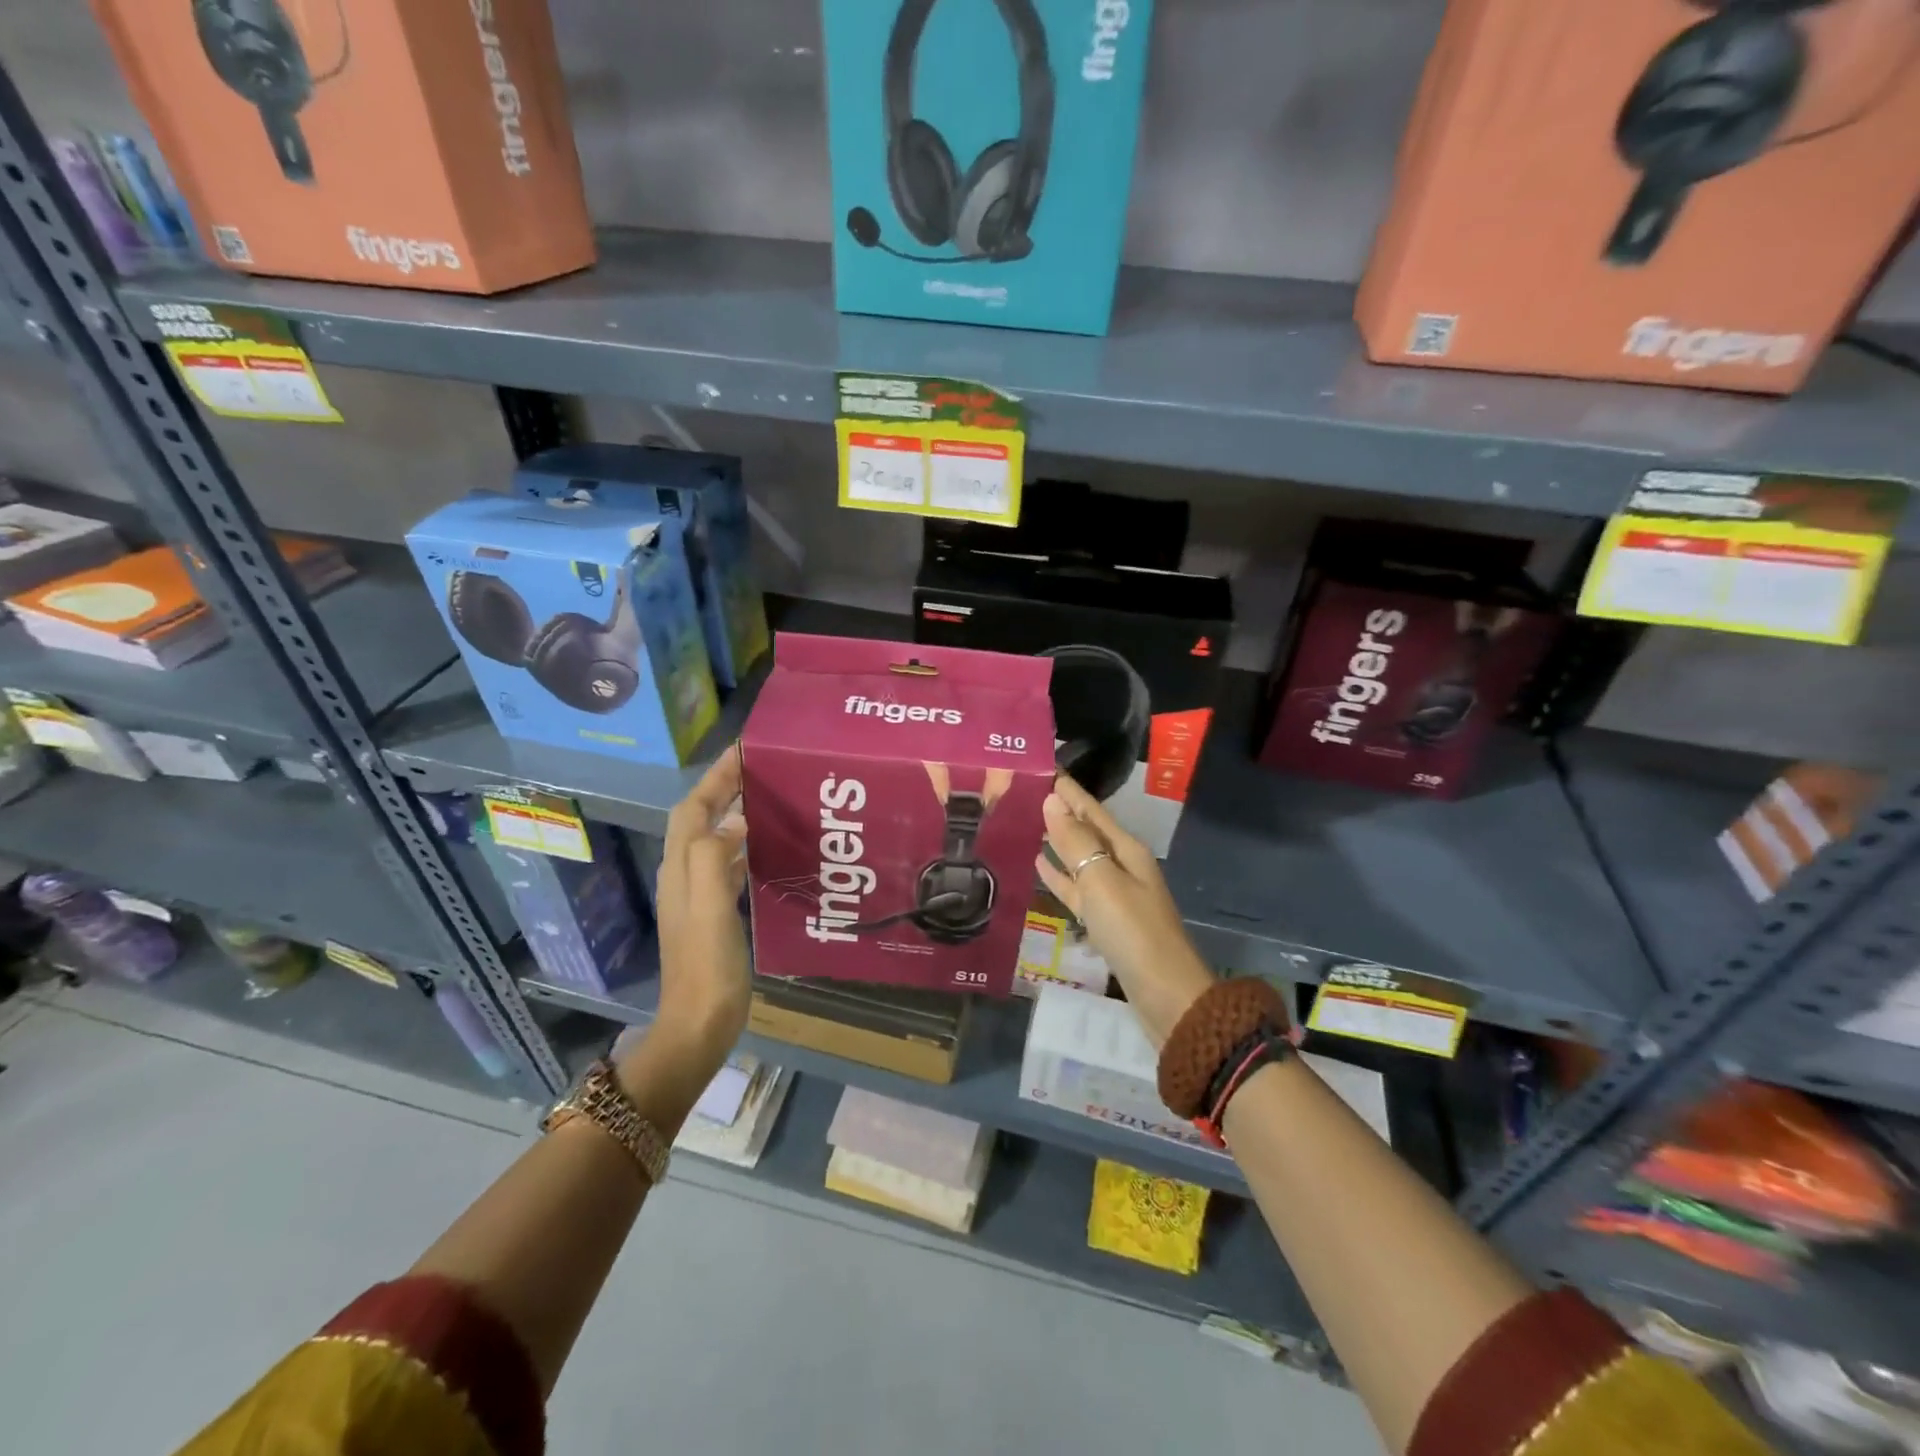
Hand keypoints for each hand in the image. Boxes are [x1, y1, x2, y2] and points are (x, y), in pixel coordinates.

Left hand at [644, 747, 750, 1080]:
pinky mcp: (714, 913)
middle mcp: (684, 876)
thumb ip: (714, 858)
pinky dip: (744, 845)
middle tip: (761, 769)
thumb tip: (735, 818)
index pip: (693, 809)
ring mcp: (698, 896)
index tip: (742, 752)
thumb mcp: (709, 909)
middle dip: (724, 788)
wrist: (699, 1025)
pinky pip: (728, 864)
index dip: (714, 778)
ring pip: (714, 839)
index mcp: (680, 870)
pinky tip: (768, 848)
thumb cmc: (706, 968)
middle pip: (700, 819)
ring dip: (734, 814)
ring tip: (768, 798)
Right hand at [1034, 773, 1214, 1047]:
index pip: (1091, 809)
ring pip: (1079, 858)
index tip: (1042, 767)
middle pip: (1086, 831)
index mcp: (1126, 850)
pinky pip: (1076, 889)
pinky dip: (1058, 876)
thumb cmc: (1133, 931)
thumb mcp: (1102, 881)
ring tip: (1027, 823)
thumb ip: (1075, 842)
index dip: (1068, 790)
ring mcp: (1113, 895)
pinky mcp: (1105, 921)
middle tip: (1024, 792)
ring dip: (1057, 841)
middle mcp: (1121, 866)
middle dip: (1060, 811)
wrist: (1165, 995)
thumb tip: (1051, 801)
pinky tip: (1039, 865)